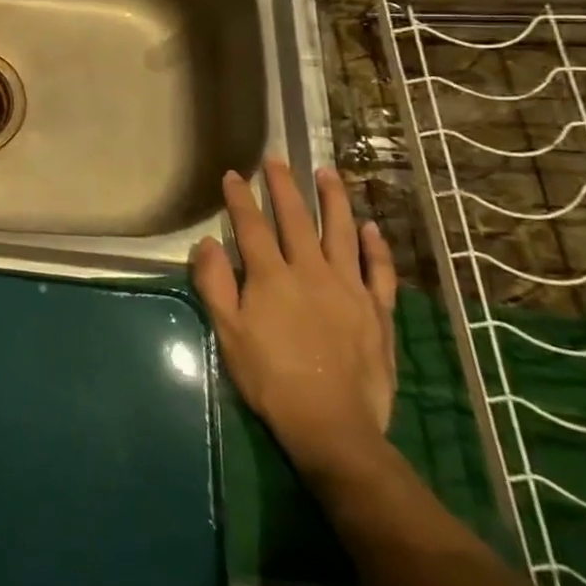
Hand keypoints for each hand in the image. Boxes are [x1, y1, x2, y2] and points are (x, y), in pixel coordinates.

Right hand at [192, 161, 397, 486]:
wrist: (333, 426)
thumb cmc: (271, 379)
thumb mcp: (228, 333)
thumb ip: (215, 284)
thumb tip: (206, 243)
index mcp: (272, 277)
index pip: (252, 226)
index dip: (240, 198)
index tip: (232, 174)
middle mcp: (311, 272)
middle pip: (296, 220)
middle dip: (284, 187)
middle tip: (277, 159)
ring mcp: (349, 289)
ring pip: (342, 233)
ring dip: (334, 200)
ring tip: (328, 173)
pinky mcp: (377, 311)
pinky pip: (379, 270)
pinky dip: (376, 246)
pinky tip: (371, 227)